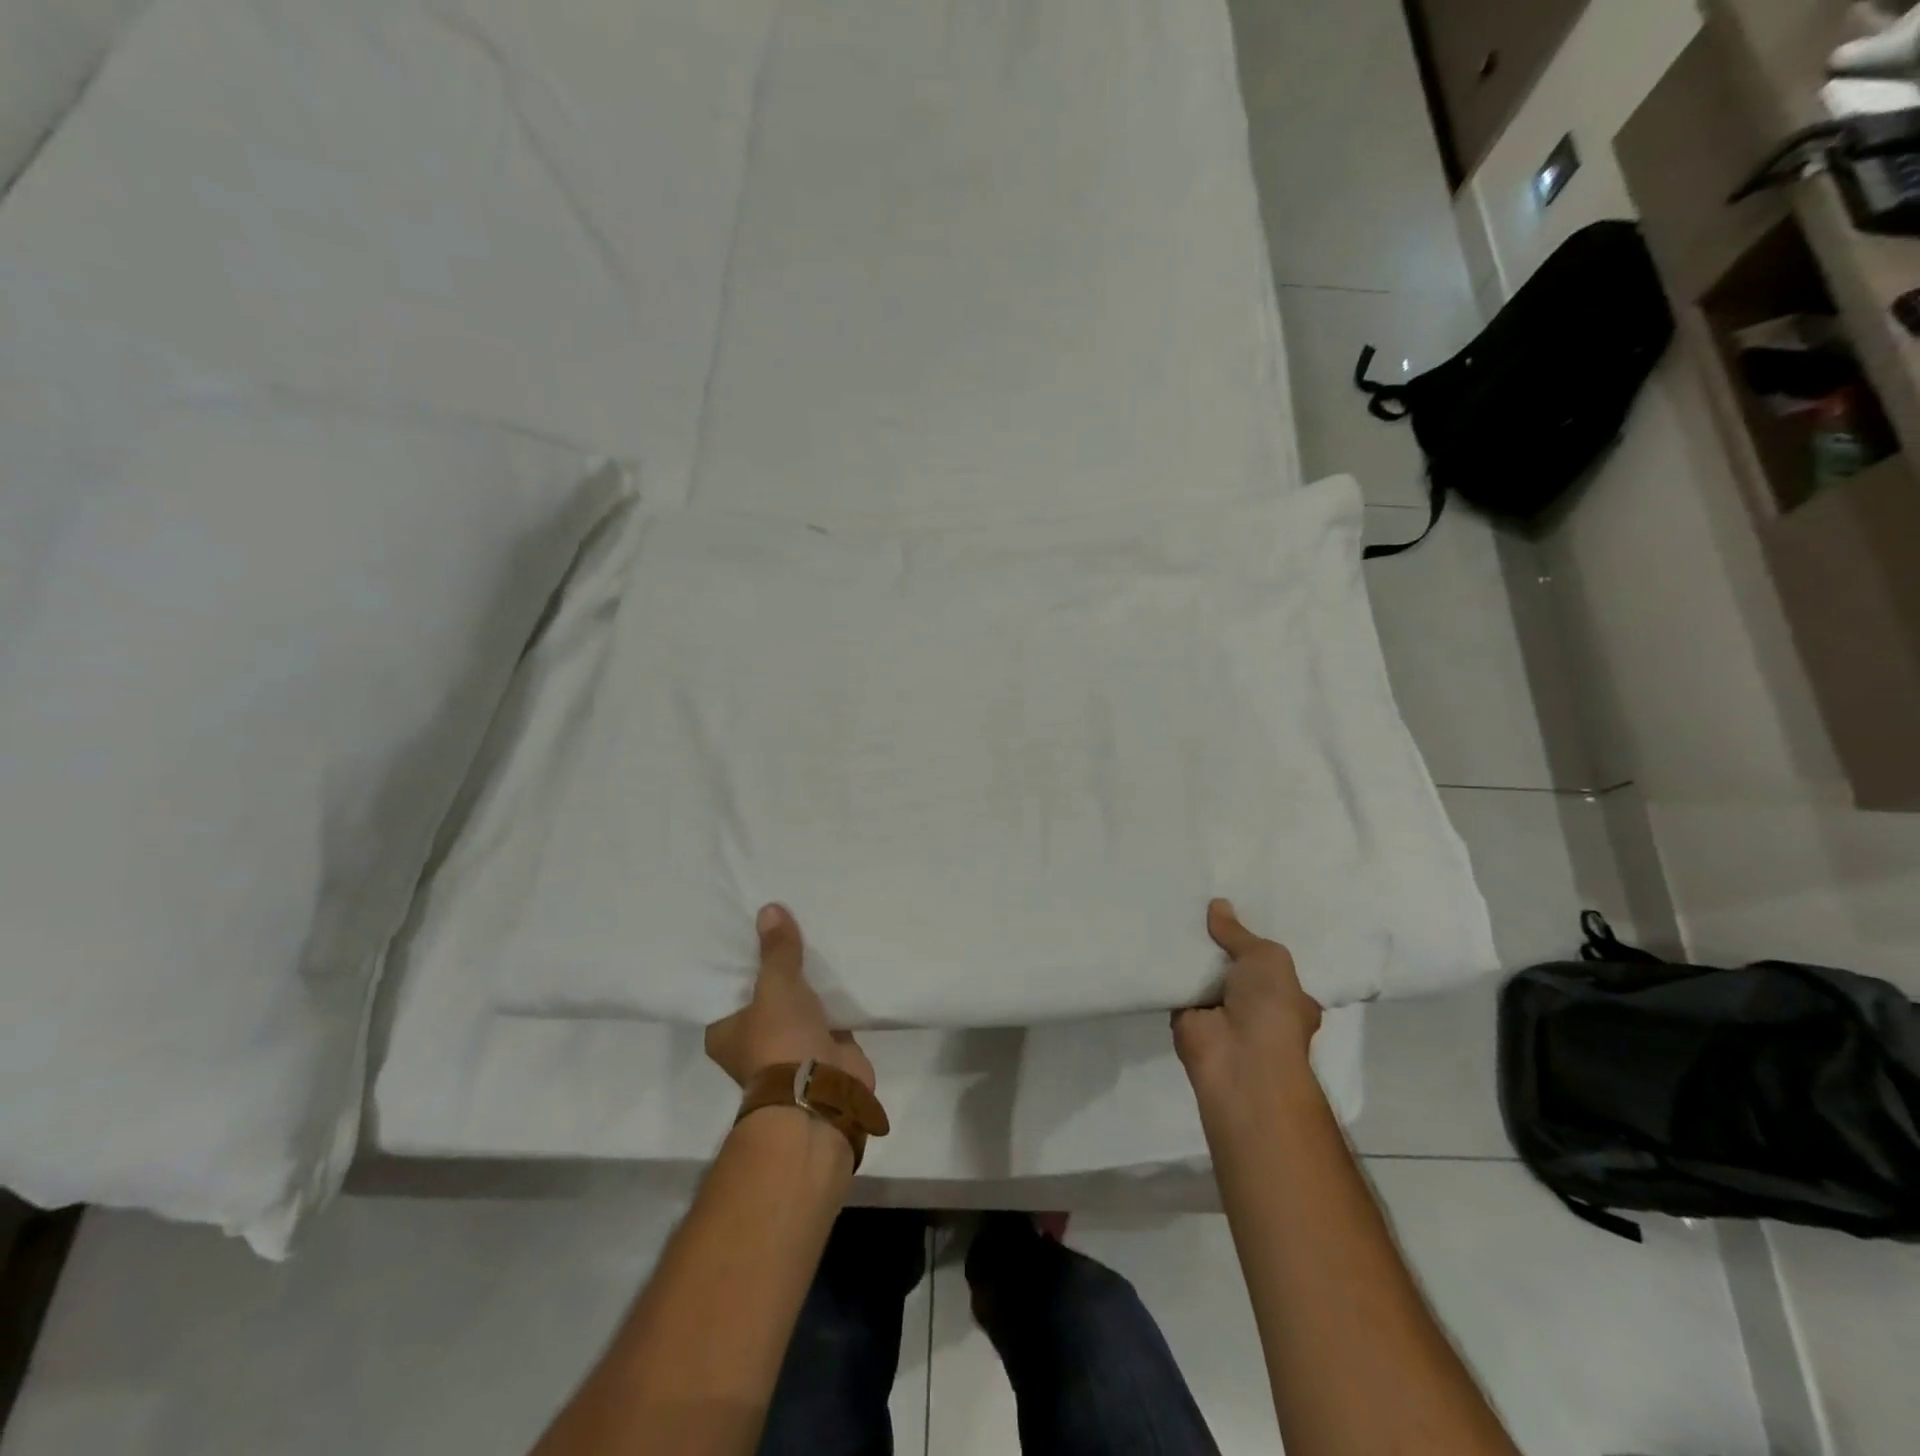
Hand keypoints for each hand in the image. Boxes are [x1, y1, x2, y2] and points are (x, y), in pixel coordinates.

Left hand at [705, 905, 875, 1092]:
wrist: (821, 1094)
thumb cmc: (780, 1041)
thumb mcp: (775, 987)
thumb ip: (776, 950)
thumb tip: (769, 909)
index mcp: (725, 1030)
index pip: (727, 985)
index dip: (740, 957)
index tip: (752, 925)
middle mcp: (753, 1039)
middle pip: (765, 991)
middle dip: (780, 964)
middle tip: (790, 920)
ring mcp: (791, 1045)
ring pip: (799, 1001)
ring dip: (810, 980)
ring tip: (818, 933)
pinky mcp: (825, 1047)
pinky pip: (828, 1011)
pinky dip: (836, 994)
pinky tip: (845, 962)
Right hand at [1172, 899, 1322, 1104]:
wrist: (1239, 1060)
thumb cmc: (1271, 1009)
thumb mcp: (1267, 958)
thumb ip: (1239, 933)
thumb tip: (1218, 904)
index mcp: (1288, 996)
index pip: (1271, 962)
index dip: (1253, 937)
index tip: (1236, 907)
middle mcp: (1255, 1005)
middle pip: (1233, 963)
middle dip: (1218, 940)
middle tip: (1198, 901)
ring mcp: (1219, 1011)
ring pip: (1203, 972)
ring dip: (1190, 951)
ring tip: (1172, 908)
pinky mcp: (1186, 1016)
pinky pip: (1176, 983)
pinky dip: (1166, 966)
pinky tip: (1154, 934)